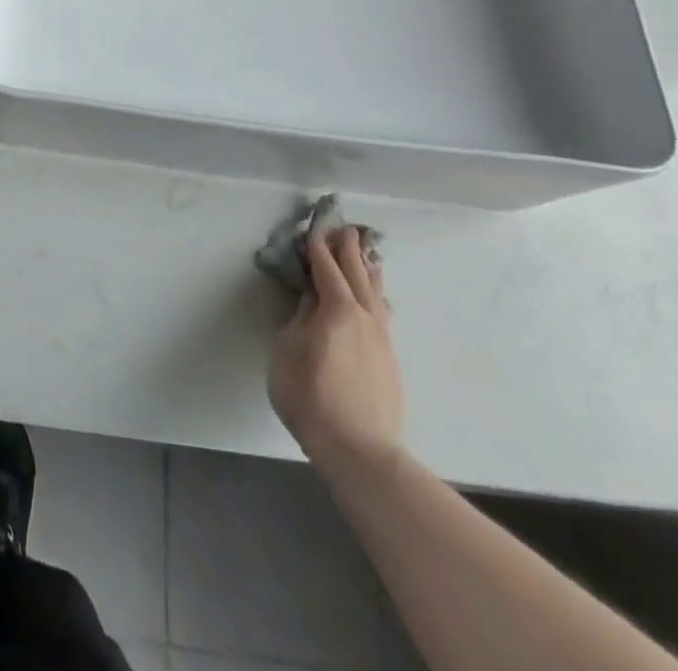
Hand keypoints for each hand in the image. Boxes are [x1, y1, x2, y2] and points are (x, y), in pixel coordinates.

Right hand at [267, 227, 403, 483]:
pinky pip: (383, 313)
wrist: (360, 450)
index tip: (314, 227)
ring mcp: (382, 339)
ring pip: (376, 293)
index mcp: (337, 309)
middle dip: (349, 250)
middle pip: (357, 274)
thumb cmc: (311, 396)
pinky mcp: (390, 360)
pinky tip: (378, 298)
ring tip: (368, 254)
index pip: (326, 269)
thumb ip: (300, 319)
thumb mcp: (288, 351)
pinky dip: (377, 295)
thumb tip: (311, 299)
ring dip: (368, 270)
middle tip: (345, 228)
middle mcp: (365, 316)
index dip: (318, 247)